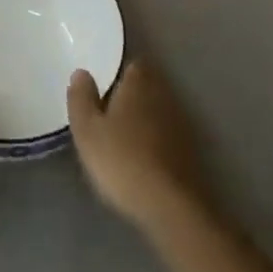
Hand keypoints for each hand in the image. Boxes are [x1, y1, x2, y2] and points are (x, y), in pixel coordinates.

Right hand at [68, 60, 211, 234]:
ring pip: (158, 111)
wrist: (171, 206)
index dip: (117, 74)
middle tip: (109, 112)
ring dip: (144, 119)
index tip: (103, 87)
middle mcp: (164, 95)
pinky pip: (168, 135)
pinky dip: (156, 141)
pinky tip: (143, 158)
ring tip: (124, 137)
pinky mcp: (191, 151)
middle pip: (146, 86)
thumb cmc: (122, 160)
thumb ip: (81, 98)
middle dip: (131, 96)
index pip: (131, 65)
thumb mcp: (87, 130)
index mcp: (139, 82)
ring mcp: (181, 123)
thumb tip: (81, 72)